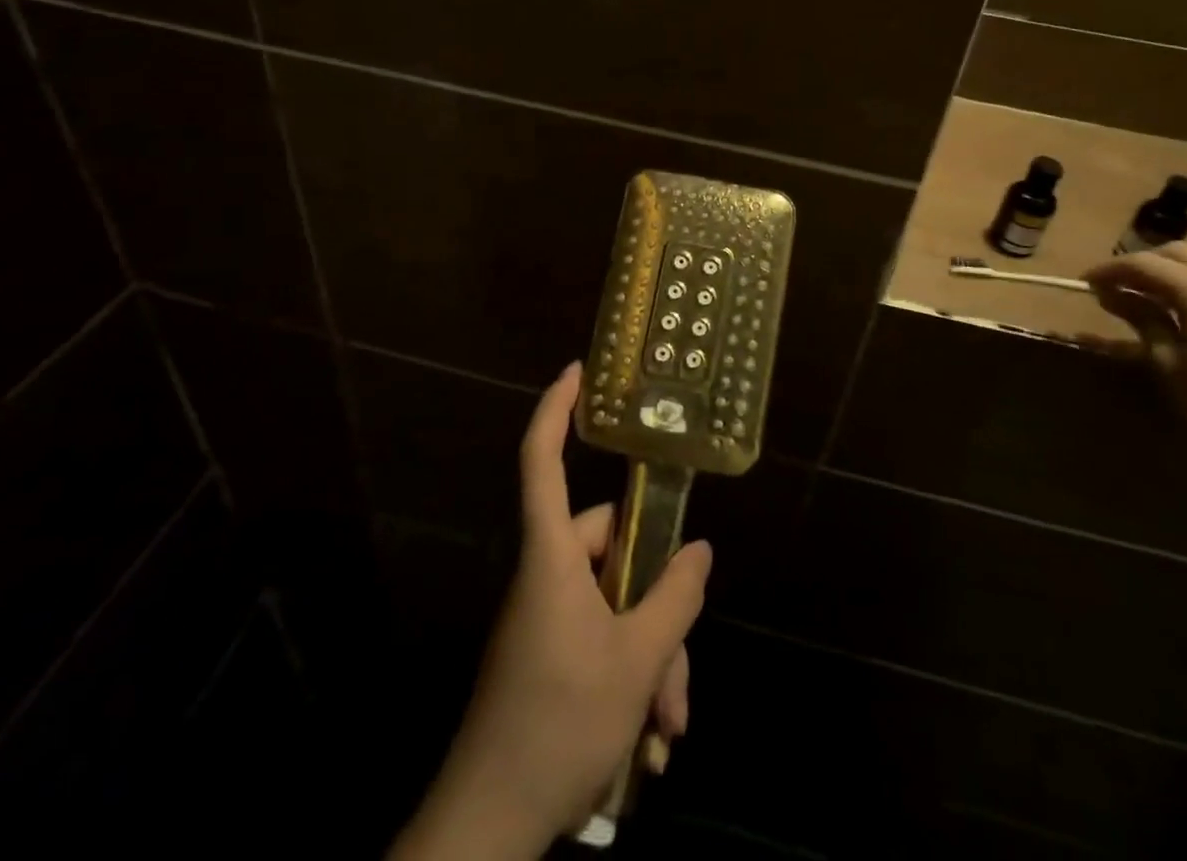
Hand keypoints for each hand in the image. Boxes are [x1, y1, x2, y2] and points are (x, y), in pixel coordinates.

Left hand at [390, 365, 711, 860]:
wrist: (487, 831)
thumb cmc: (558, 724)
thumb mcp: (635, 662)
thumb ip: (674, 598)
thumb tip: (699, 548)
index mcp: (552, 556)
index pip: (542, 461)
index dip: (555, 410)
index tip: (576, 371)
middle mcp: (548, 575)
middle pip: (612, 552)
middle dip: (657, 607)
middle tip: (676, 675)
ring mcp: (547, 619)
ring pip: (616, 606)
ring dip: (651, 658)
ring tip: (667, 725)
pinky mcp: (550, 656)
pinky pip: (602, 641)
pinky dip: (632, 679)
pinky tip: (649, 741)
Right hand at [1084, 243, 1186, 492]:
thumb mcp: (1169, 363)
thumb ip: (1140, 319)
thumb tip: (1109, 294)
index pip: (1143, 264)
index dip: (1110, 270)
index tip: (1084, 282)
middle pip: (1176, 253)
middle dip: (1141, 264)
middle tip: (1114, 286)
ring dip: (1171, 266)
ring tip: (1147, 289)